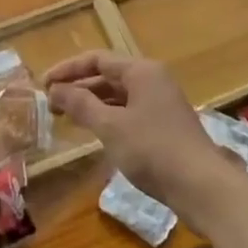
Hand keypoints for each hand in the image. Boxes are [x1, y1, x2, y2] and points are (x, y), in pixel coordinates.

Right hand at [43, 53, 241, 219]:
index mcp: (141, 71)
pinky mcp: (165, 126)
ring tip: (67, 117)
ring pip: (119, 95)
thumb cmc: (154, 150)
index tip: (44, 84)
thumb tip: (55, 89)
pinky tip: (95, 132)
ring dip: (93, 103)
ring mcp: (161, 103)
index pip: (97, 59)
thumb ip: (81, 105)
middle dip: (79, 87)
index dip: (68, 69)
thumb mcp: (111, 127)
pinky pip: (129, 111)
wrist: (203, 188)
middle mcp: (152, 79)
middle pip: (108, 75)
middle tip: (51, 103)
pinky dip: (109, 117)